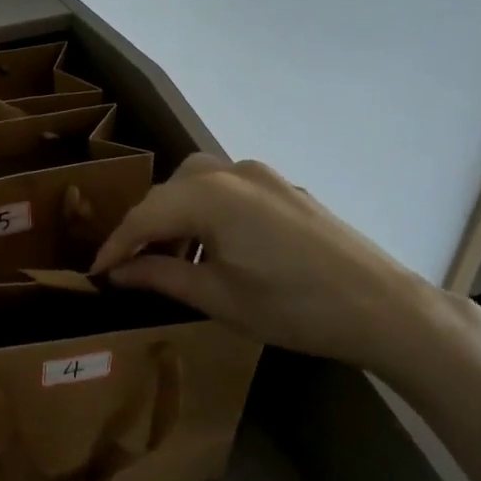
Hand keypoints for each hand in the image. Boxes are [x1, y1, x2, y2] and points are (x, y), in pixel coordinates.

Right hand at [90, 154, 449, 373]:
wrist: (386, 308)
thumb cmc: (294, 307)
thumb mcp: (218, 297)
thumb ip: (159, 277)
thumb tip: (116, 273)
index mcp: (209, 195)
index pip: (144, 216)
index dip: (115, 245)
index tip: (95, 273)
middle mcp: (232, 172)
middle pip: (168, 192)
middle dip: (145, 228)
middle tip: (133, 267)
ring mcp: (263, 176)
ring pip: (196, 184)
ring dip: (176, 217)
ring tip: (172, 260)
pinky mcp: (284, 188)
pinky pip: (227, 190)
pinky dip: (206, 212)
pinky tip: (214, 248)